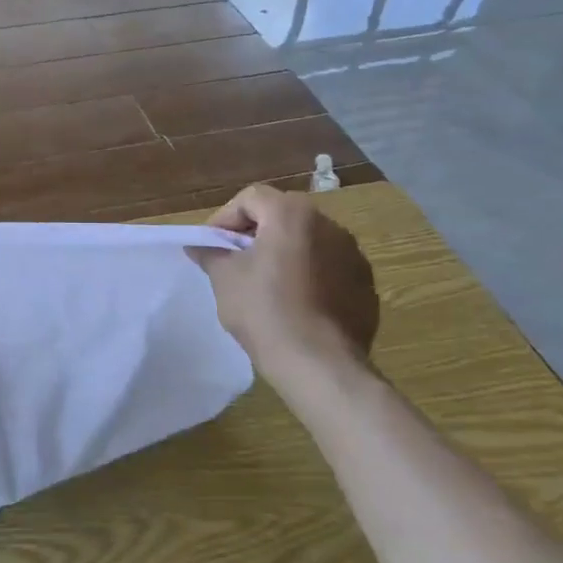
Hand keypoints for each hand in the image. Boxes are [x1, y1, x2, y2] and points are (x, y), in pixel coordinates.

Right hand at [187, 184, 378, 368]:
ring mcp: (353, 254)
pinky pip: (329, 268)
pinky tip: (296, 305)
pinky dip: (310, 275)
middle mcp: (329, 224)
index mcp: (292, 214)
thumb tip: (197, 245)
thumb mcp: (224, 279)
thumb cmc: (265, 311)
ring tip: (267, 285)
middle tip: (236, 262)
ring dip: (285, 254)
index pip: (250, 198)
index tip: (213, 246)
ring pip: (308, 241)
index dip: (225, 218)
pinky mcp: (366, 284)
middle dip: (256, 234)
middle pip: (282, 216)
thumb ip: (211, 253)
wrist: (320, 365)